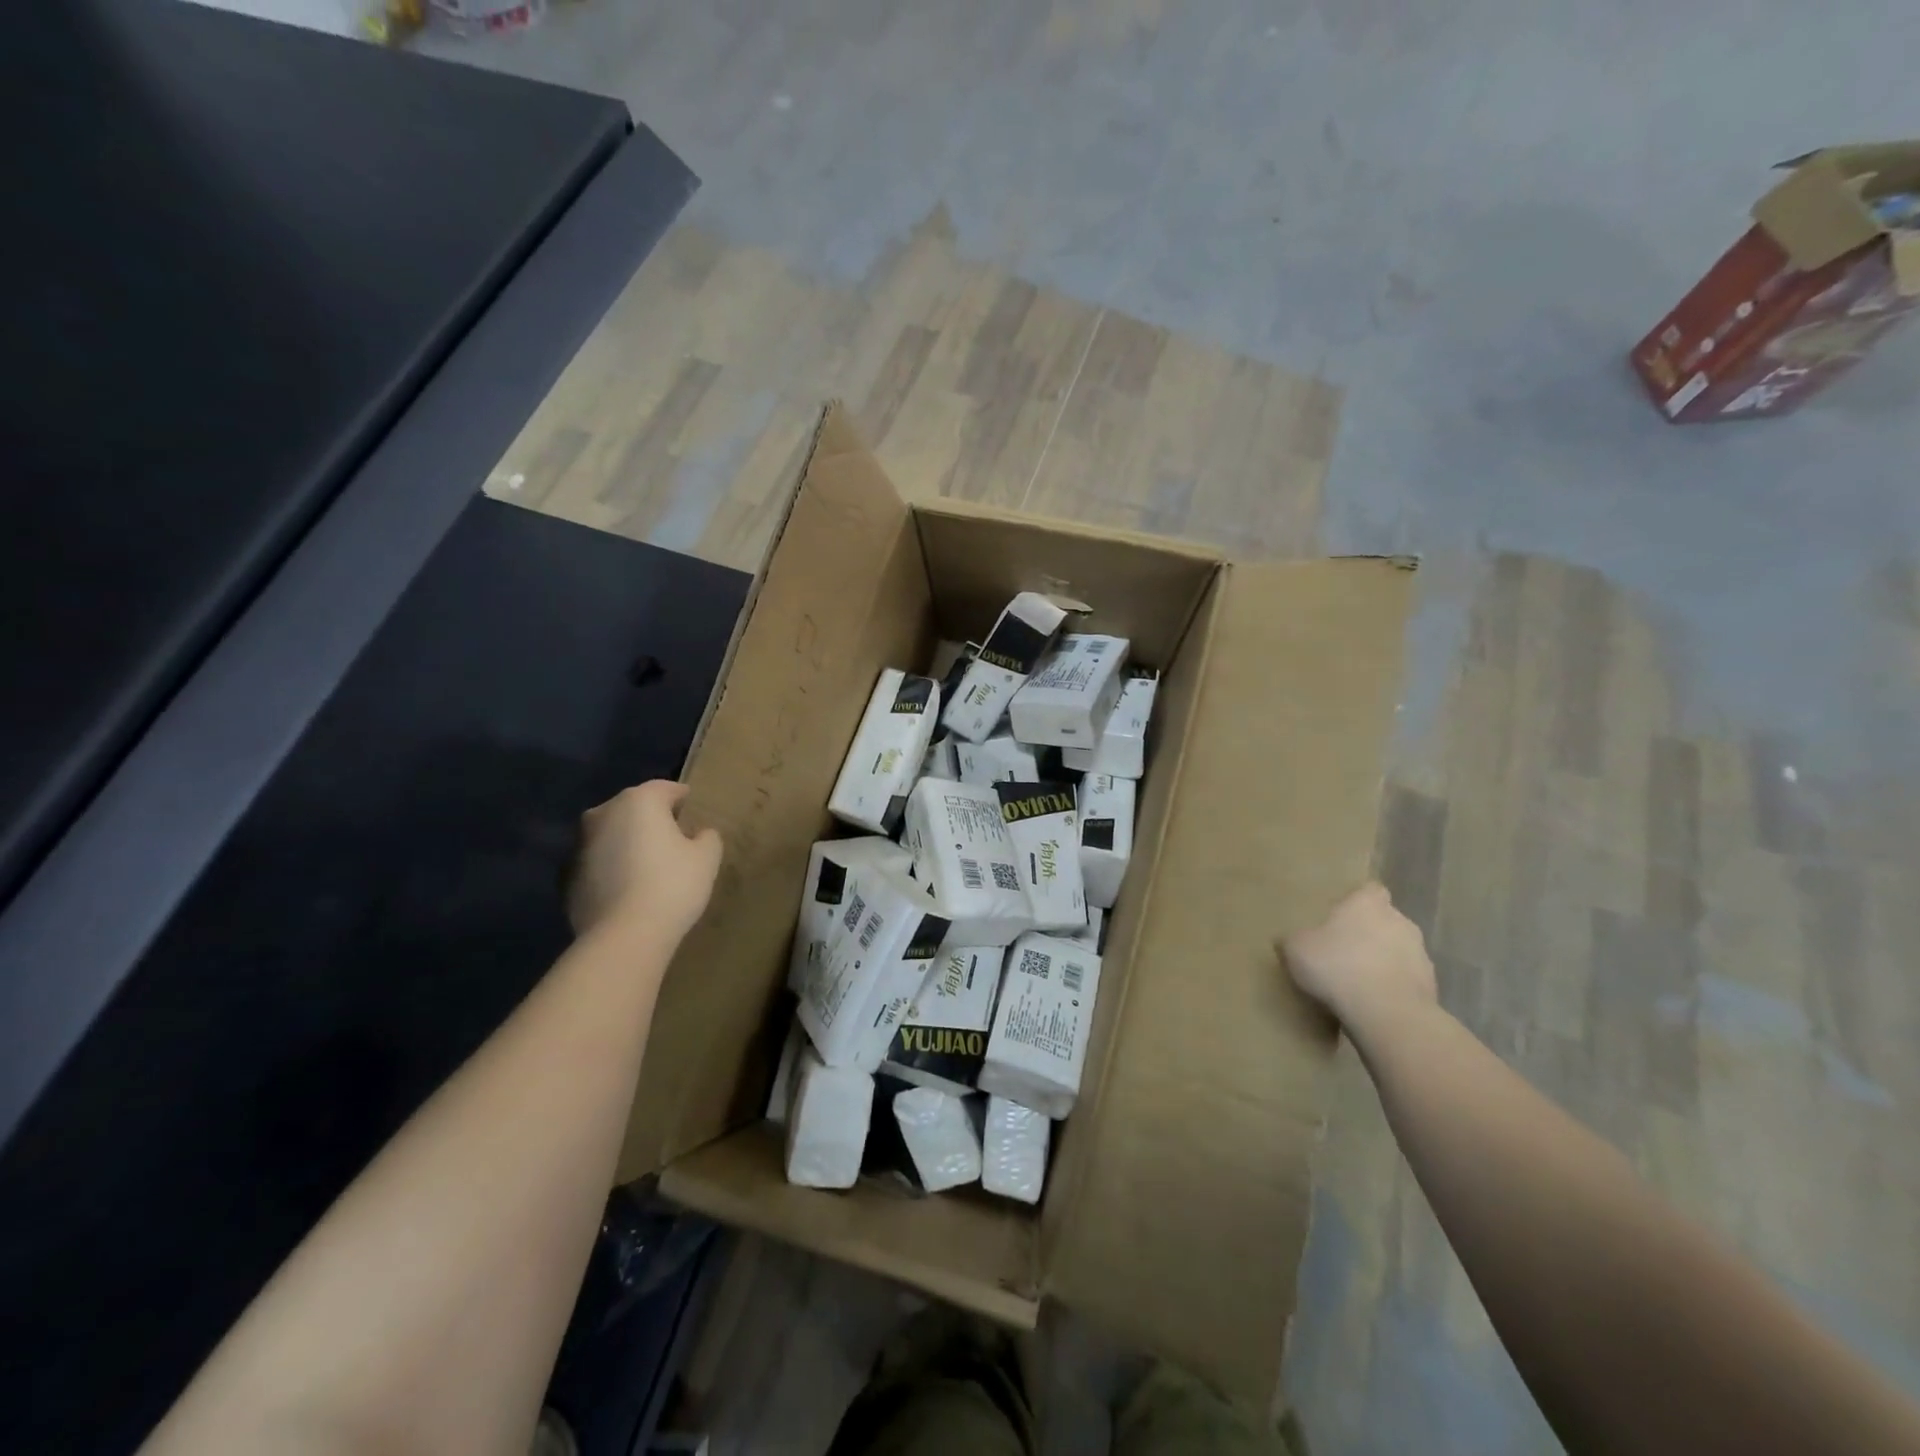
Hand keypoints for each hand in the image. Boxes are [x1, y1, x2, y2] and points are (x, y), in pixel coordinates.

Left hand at [569, 781, 722, 942]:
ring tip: (649, 866)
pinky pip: (598, 863)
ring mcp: (579, 845)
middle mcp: (603, 813)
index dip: (682, 798)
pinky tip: (628, 889)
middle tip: (674, 840)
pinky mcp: (567, 877)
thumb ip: (707, 837)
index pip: (665, 789)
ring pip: (612, 835)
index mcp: (638, 801)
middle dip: (652, 820)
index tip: (693, 811)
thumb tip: (699, 833)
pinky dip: (612, 868)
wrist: (623, 936)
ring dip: (628, 843)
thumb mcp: (707, 858)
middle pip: (634, 809)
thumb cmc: (672, 886)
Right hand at [1280, 881, 1435, 1030]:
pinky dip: (1393, 987)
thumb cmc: (1337, 965)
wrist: (1386, 1012)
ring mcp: (1421, 954)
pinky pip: (1406, 980)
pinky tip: (1372, 1003)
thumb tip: (1288, 939)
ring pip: (1398, 951)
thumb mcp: (1296, 948)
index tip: (1340, 915)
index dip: (1357, 901)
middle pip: (1385, 920)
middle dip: (1369, 933)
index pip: (1369, 890)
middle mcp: (1400, 921)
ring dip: (1383, 961)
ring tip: (1357, 982)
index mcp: (1368, 903)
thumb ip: (1294, 939)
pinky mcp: (1431, 986)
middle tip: (1343, 950)